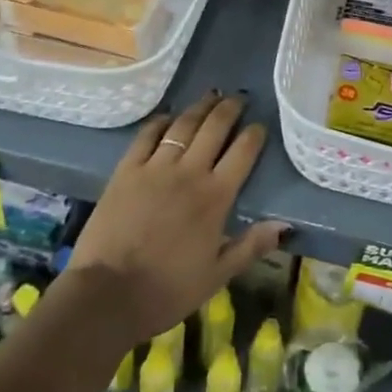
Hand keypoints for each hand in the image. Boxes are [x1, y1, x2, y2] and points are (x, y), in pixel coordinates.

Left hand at [66, 90, 288, 345]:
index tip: (260, 126)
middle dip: (230, 109)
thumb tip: (285, 225)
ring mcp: (155, 167)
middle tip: (238, 98)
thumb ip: (251, 246)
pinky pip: (147, 135)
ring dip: (200, 107)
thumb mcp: (217, 275)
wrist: (107, 295)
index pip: (243, 153)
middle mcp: (189, 172)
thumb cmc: (167, 290)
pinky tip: (168, 116)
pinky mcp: (126, 170)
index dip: (254, 135)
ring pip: (183, 125)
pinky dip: (161, 121)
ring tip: (211, 96)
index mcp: (216, 197)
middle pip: (214, 128)